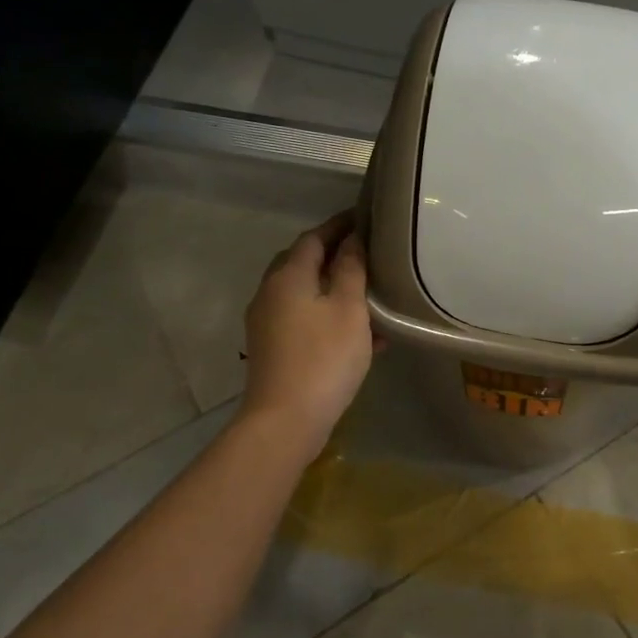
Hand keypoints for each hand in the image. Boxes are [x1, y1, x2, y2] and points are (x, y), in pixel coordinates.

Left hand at [237, 212, 377, 464]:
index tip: (366, 217)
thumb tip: (353, 239)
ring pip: (305, 294)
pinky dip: (329, 317)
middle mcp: (270, 293)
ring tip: (370, 294)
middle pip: (302, 263)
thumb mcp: (349, 309)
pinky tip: (362, 335)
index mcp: (288, 276)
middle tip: (368, 253)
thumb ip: (352, 269)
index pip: (314, 237)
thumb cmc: (323, 357)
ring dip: (334, 289)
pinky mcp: (273, 349)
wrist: (285, 420)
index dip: (340, 226)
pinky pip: (304, 320)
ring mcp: (267, 323)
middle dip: (334, 255)